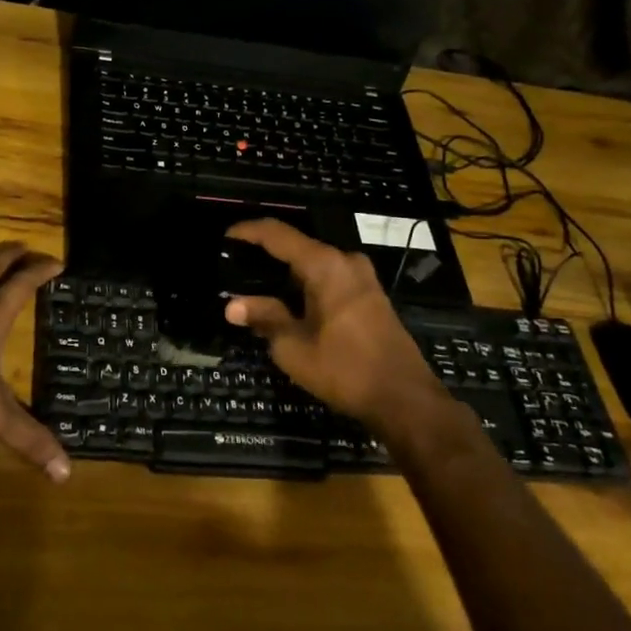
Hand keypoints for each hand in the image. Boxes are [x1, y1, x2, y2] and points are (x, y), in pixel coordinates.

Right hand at [222, 219, 443, 432]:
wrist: (405, 399)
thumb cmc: (344, 369)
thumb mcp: (293, 346)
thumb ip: (264, 317)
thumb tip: (232, 305)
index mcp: (324, 264)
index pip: (277, 234)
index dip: (248, 231)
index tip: (225, 237)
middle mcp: (345, 261)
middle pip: (297, 246)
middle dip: (265, 254)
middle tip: (236, 266)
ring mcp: (362, 277)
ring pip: (314, 263)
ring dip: (286, 272)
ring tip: (256, 285)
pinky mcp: (370, 295)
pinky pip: (329, 277)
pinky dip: (305, 284)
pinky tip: (288, 301)